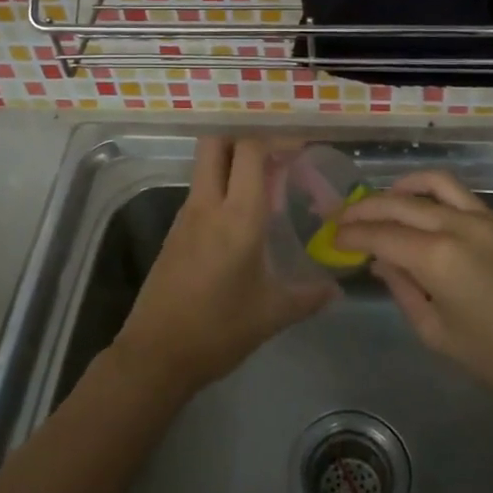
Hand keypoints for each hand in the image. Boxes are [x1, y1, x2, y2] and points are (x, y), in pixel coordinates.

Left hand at [114, 137, 333, 394]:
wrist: (156, 355)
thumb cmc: (218, 331)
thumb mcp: (272, 314)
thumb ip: (309, 296)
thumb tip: (336, 289)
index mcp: (237, 217)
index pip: (250, 150)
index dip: (275, 139)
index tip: (300, 146)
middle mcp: (208, 205)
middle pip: (216, 142)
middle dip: (244, 137)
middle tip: (276, 154)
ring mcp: (186, 216)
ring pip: (206, 166)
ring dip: (233, 162)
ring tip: (269, 183)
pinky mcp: (175, 232)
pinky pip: (201, 192)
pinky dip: (223, 187)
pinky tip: (244, 215)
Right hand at [334, 170, 492, 413]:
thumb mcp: (437, 333)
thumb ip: (402, 290)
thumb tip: (380, 262)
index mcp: (436, 258)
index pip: (380, 234)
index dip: (351, 234)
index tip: (332, 237)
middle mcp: (456, 225)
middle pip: (397, 203)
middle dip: (364, 208)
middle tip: (342, 218)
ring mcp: (482, 218)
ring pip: (430, 183)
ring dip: (398, 188)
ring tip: (379, 202)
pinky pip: (456, 192)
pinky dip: (429, 191)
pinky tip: (418, 207)